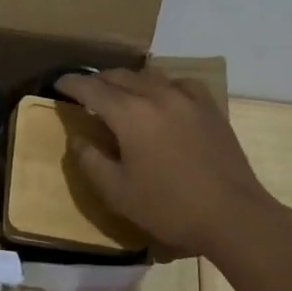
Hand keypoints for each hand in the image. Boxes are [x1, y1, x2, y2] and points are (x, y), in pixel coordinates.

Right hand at [55, 68, 291, 259]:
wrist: (233, 215)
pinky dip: (163, 85)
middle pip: (119, 76)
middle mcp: (156, 95)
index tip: (59, 84)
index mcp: (129, 114)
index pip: (92, 88)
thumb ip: (91, 161)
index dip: (71, 84)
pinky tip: (164, 98)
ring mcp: (187, 98)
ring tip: (121, 94)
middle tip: (86, 93)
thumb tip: (77, 139)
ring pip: (150, 75)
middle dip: (98, 80)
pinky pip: (180, 84)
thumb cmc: (170, 207)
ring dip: (129, 80)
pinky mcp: (209, 108)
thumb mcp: (118, 193)